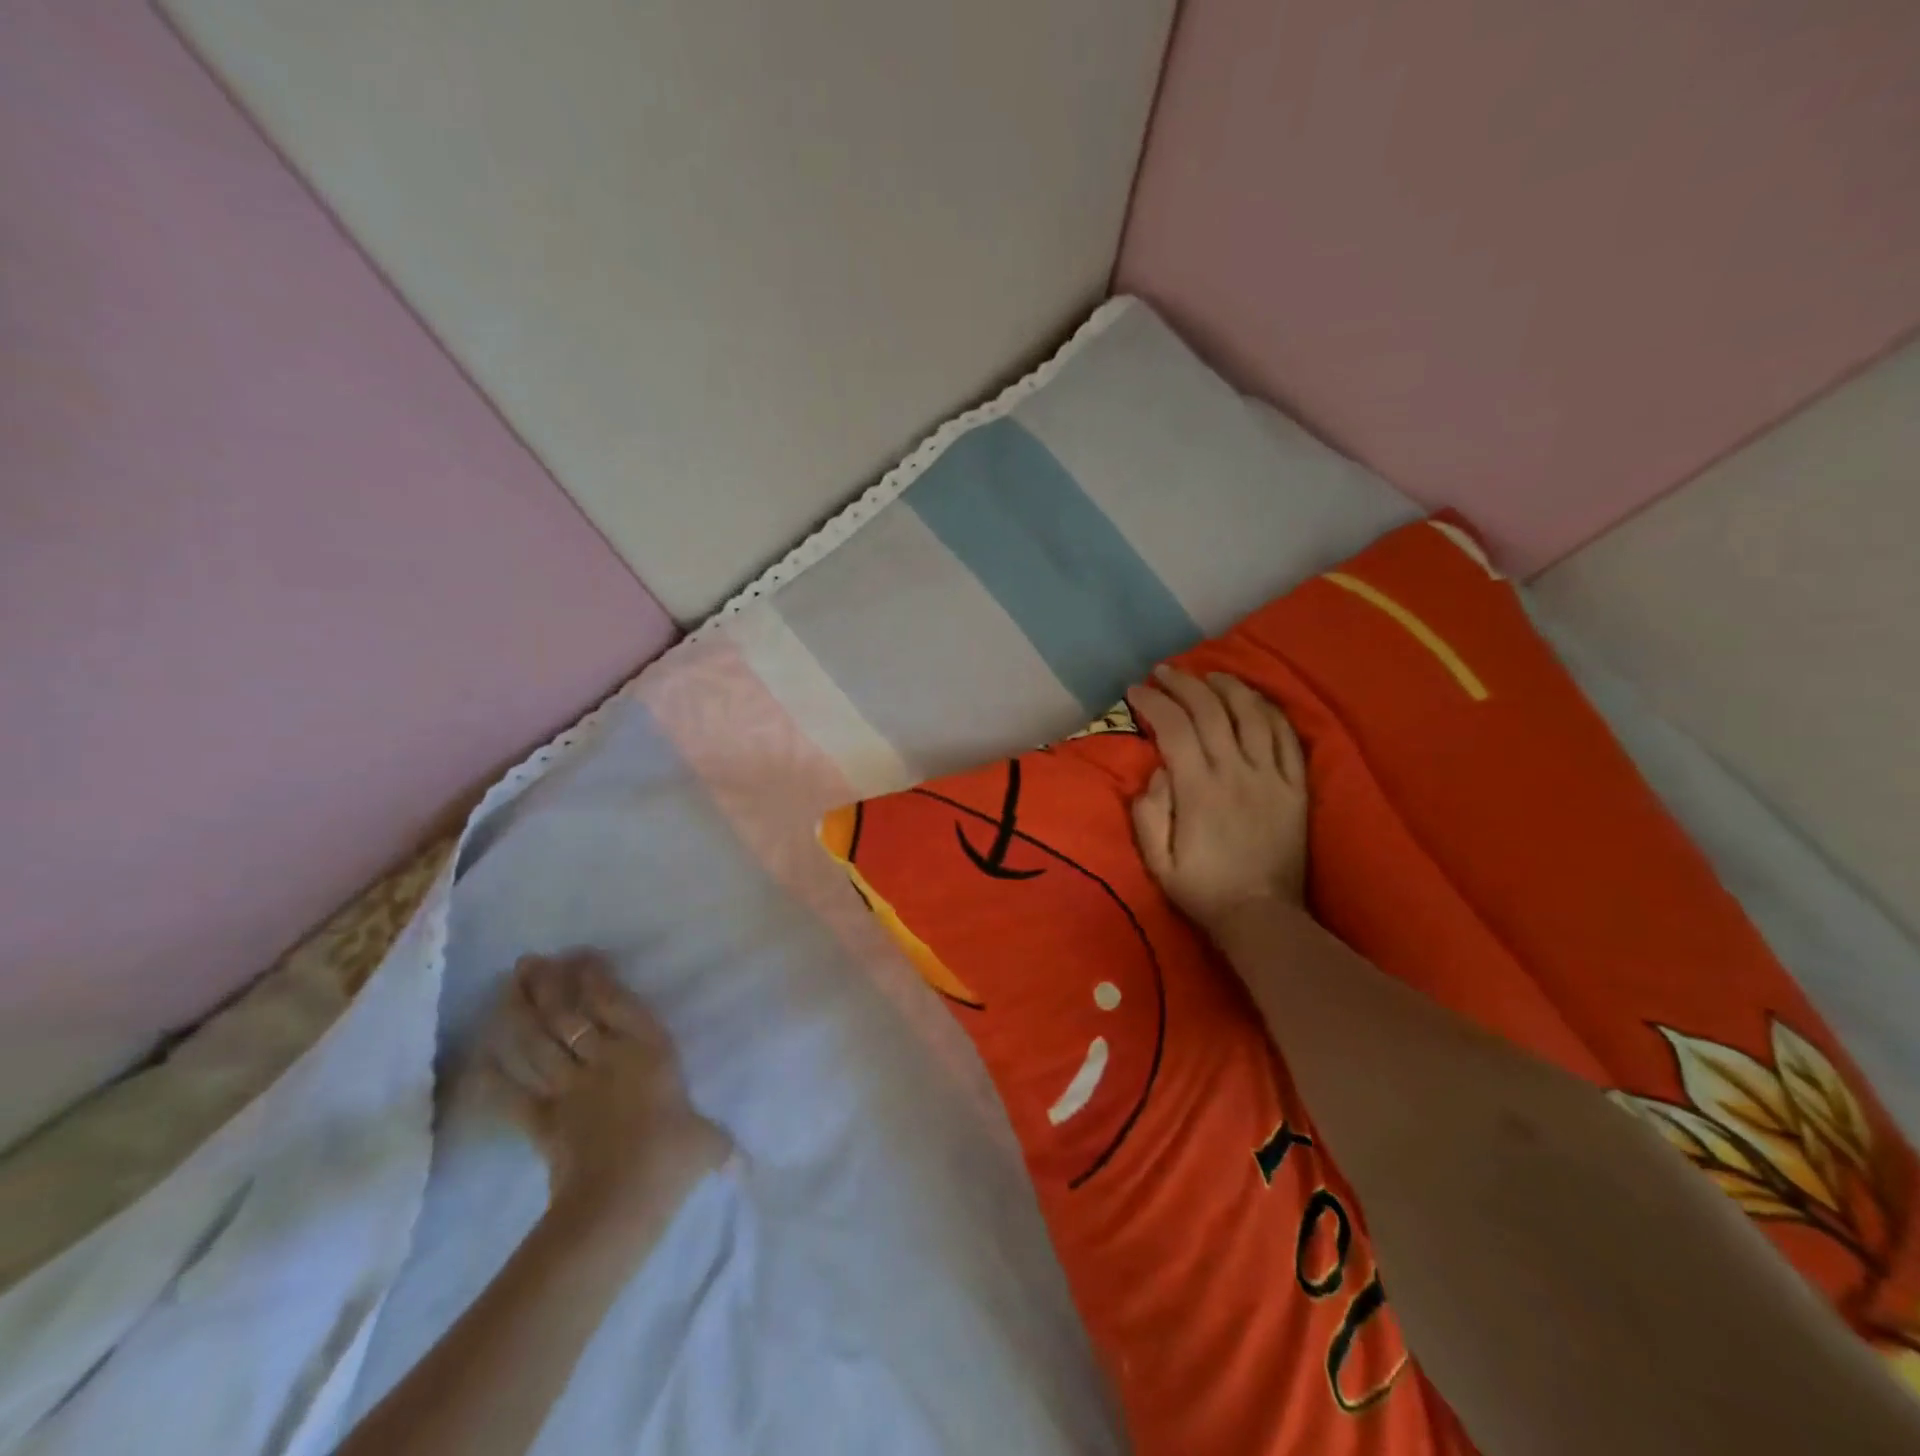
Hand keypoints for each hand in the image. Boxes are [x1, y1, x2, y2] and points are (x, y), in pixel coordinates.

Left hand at [477, 951, 729, 1234]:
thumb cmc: (673, 1158)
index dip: (596, 977)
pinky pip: (515, 1096)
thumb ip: (719, 1145)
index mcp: (649, 1051)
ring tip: (507, 988)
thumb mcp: (708, 1144)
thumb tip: (744, 1168)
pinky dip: (496, 1079)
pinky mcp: (543, 1123)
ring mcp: (570, 1090)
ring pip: (538, 1044)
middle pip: (568, 1015)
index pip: (616, 1003)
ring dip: (519, 1015)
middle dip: (548, 985)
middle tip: (529, 962)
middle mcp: (605, 1060)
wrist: (620, 1201)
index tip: (581, 956)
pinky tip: (481, 1060)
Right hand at [1127, 666, 1309, 935]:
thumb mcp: (1157, 861)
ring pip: (1252, 713)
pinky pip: (1287, 736)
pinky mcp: (1296, 786)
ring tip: (1209, 675)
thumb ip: (1149, 812)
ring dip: (1228, 686)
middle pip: (1210, 710)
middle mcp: (1236, 772)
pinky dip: (1269, 710)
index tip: (1135, 691)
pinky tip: (1254, 699)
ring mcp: (1271, 776)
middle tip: (1164, 672)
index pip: (1174, 727)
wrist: (1262, 917)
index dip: (1153, 702)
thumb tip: (1158, 771)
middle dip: (1183, 683)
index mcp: (1198, 789)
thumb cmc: (1202, 889)